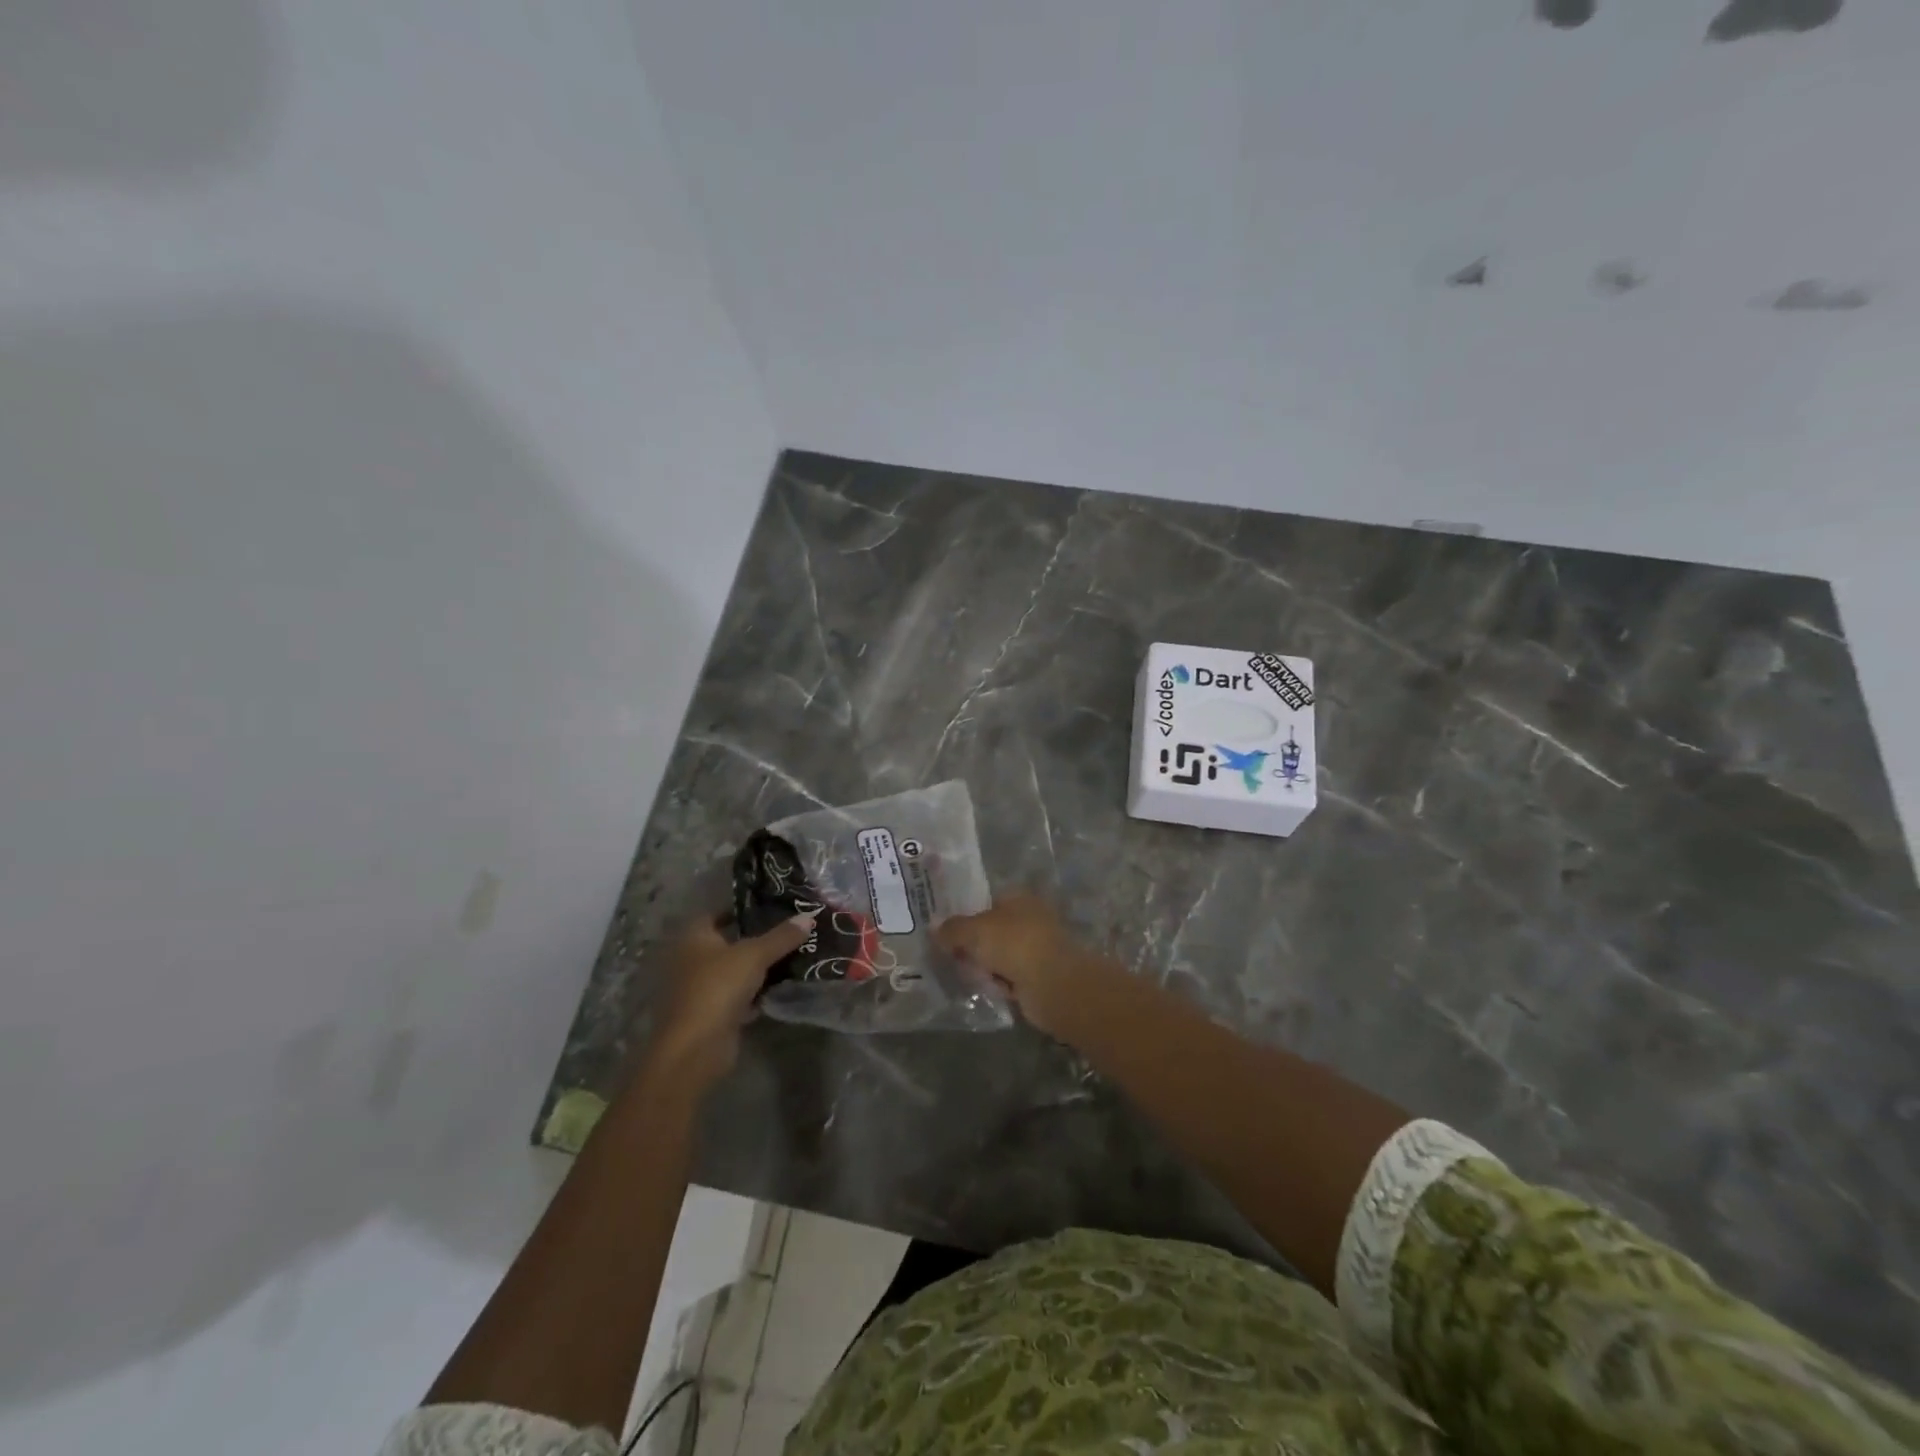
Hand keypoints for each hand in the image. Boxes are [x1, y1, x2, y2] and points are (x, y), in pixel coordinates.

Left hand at [643, 912, 814, 1087]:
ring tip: (790, 957)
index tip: (769, 907)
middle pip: (727, 943)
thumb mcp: (755, 955)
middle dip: (754, 939)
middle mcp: (690, 960)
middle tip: (788, 931)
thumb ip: (782, 936)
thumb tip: (809, 916)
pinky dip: (754, 994)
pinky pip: (736, 996)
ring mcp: (698, 989)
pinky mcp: (710, 1014)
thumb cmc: (718, 987)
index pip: (716, 913)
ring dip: (756, 969)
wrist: (696, 1047)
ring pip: (733, 971)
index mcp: (694, 937)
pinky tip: (778, 990)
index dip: (740, 909)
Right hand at [936, 895, 1106, 1035]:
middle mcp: (1029, 919)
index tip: (945, 933)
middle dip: (972, 946)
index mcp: (1018, 898)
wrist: (1053, 985)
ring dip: (985, 968)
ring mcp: (1036, 948)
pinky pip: (1009, 977)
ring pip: (999, 956)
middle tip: (953, 957)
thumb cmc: (1014, 945)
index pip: (986, 902)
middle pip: (991, 931)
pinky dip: (999, 984)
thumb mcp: (974, 932)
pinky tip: (990, 990)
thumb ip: (952, 929)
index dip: (965, 916)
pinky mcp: (1039, 976)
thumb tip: (934, 927)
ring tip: (971, 976)